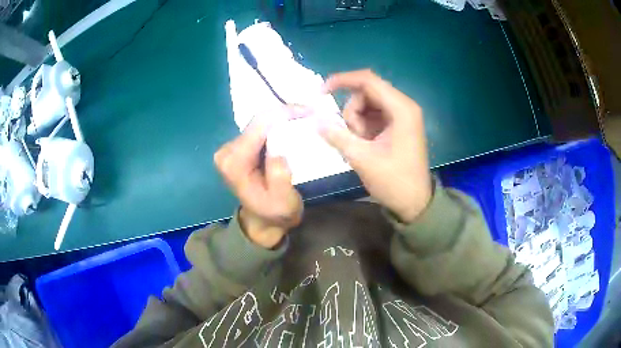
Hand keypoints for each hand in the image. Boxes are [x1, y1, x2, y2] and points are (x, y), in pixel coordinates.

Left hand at [214, 116, 302, 247]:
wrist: (263, 222)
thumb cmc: (275, 214)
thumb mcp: (283, 202)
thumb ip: (280, 176)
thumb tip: (278, 148)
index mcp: (234, 163)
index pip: (259, 125)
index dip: (285, 113)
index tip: (310, 111)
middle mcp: (226, 152)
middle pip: (258, 121)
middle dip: (286, 114)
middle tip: (312, 113)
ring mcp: (230, 148)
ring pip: (260, 123)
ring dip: (283, 119)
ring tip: (306, 117)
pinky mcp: (238, 147)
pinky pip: (260, 129)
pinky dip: (277, 125)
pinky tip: (293, 125)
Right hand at [319, 70, 431, 222]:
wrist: (415, 203)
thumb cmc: (393, 181)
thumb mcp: (362, 159)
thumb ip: (337, 135)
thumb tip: (315, 119)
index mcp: (401, 109)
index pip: (367, 80)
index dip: (342, 81)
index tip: (320, 92)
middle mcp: (403, 106)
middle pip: (366, 92)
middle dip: (352, 112)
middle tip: (353, 138)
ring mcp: (401, 115)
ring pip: (367, 104)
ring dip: (357, 122)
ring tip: (362, 146)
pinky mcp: (398, 125)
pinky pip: (373, 115)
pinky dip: (363, 127)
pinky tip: (365, 145)